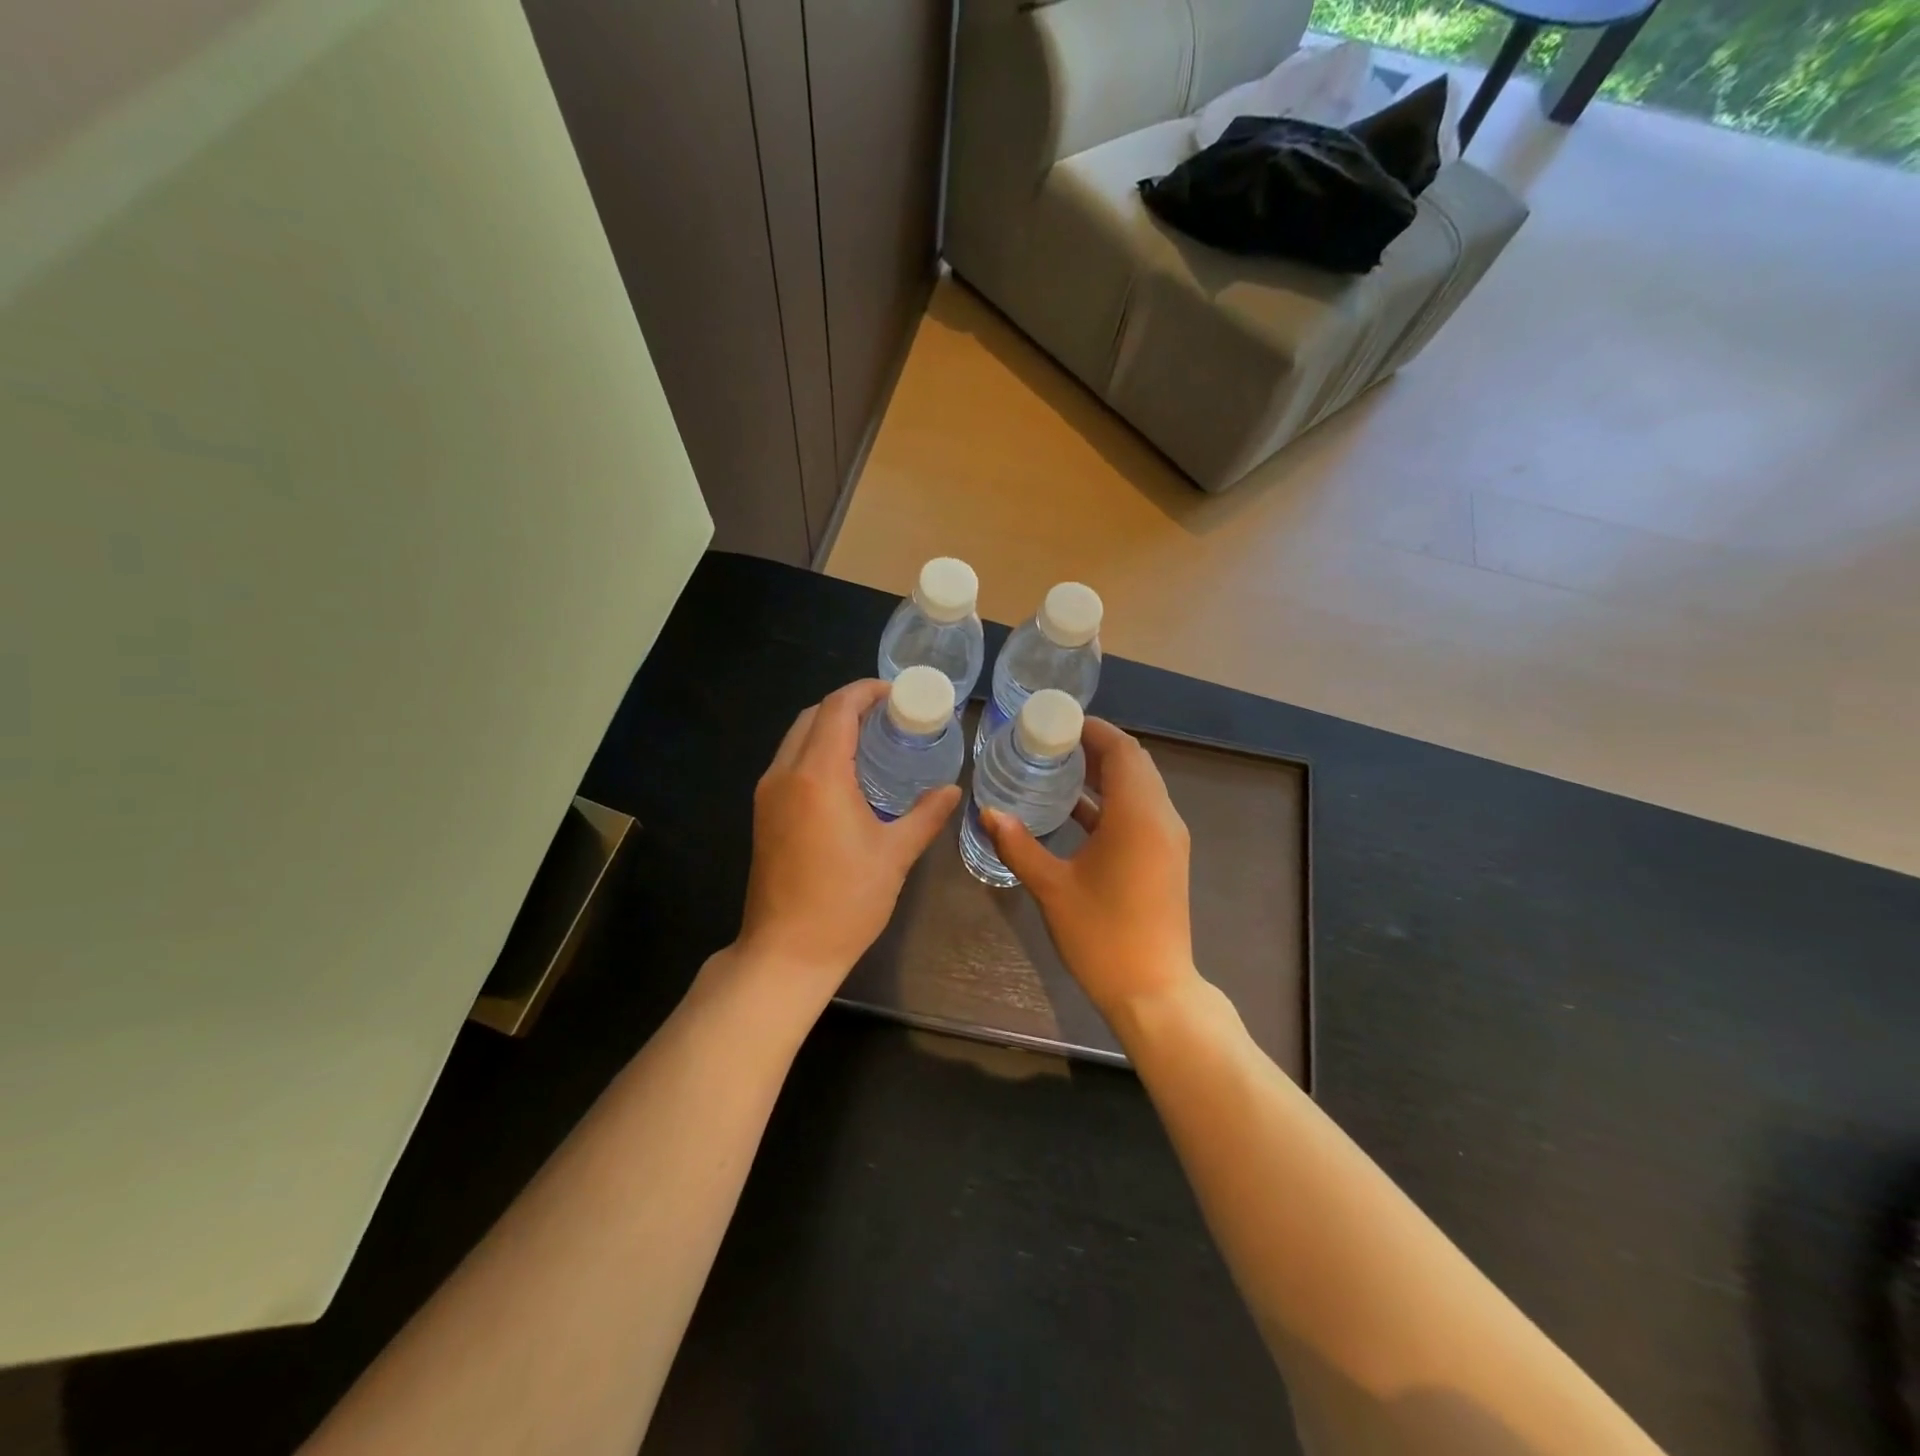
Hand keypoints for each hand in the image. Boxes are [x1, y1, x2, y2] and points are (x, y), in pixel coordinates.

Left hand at [734, 680, 960, 1010]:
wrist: (787, 952)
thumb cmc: (846, 901)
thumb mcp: (895, 855)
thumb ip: (925, 815)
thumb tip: (952, 790)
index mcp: (818, 775)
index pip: (838, 709)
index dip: (866, 691)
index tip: (897, 693)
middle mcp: (785, 773)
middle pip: (812, 716)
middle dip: (848, 705)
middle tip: (889, 714)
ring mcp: (767, 793)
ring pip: (796, 737)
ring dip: (829, 727)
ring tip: (871, 738)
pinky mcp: (763, 813)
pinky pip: (789, 762)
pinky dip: (816, 750)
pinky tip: (845, 773)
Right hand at [982, 718, 1198, 1019]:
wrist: (1153, 991)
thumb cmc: (1102, 936)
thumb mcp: (1053, 887)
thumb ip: (1019, 845)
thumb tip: (988, 812)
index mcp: (1138, 816)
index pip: (1122, 750)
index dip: (1093, 730)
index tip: (1057, 722)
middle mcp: (1161, 818)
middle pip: (1134, 763)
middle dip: (1096, 747)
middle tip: (1052, 742)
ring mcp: (1168, 839)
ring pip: (1140, 787)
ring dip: (1105, 773)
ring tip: (1059, 767)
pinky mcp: (1165, 857)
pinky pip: (1141, 811)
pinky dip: (1112, 801)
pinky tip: (1075, 810)